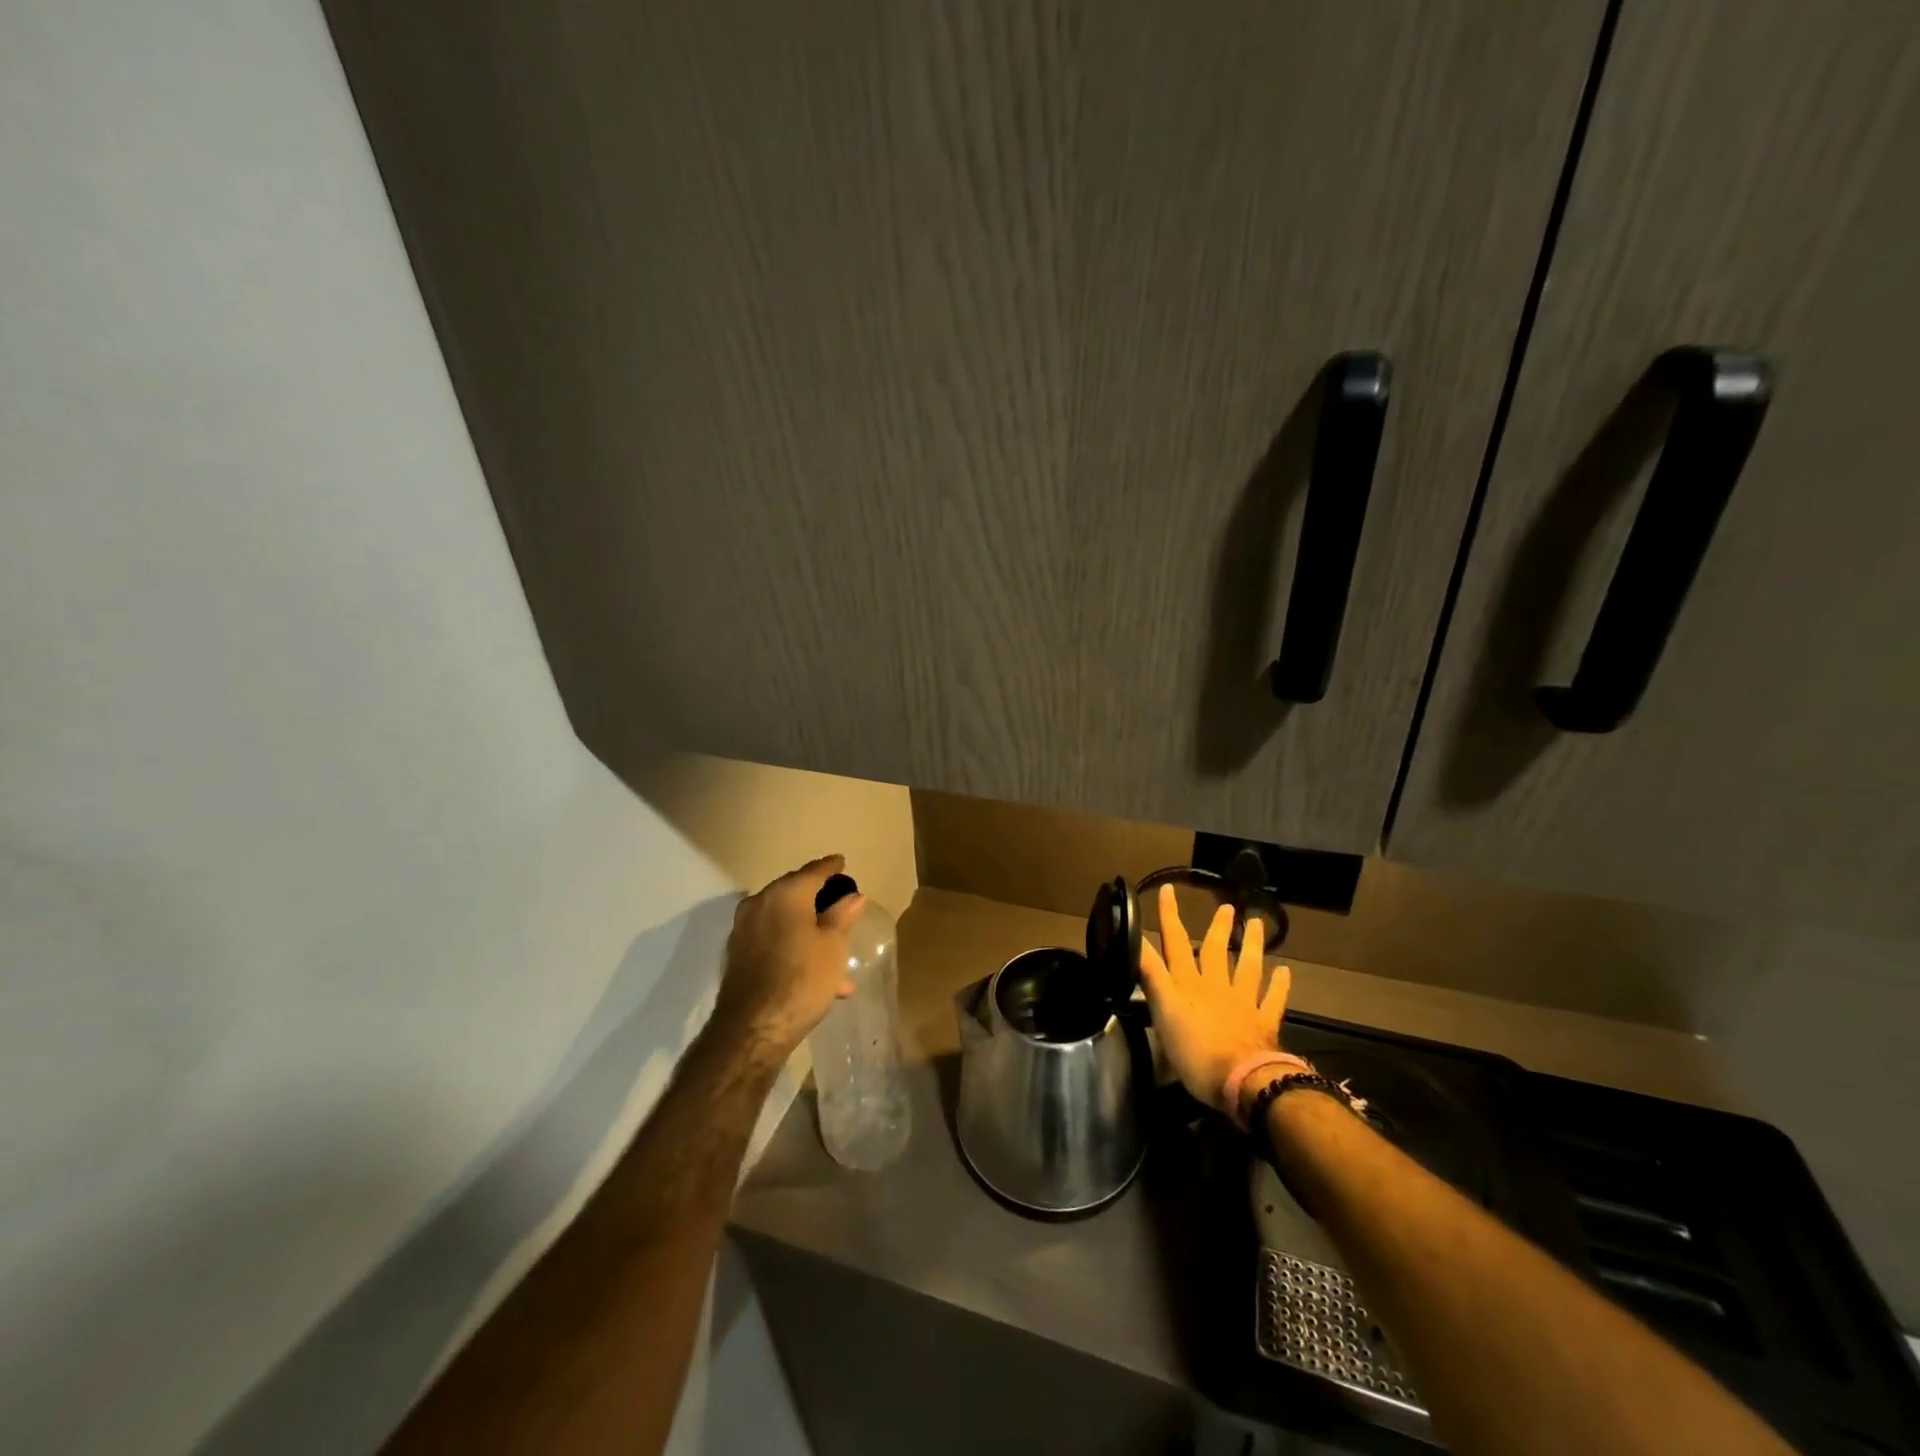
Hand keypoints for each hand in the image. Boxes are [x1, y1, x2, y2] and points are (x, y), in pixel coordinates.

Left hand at [709, 855, 865, 1063]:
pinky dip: (791, 943)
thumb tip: (853, 895)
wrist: (752, 1029)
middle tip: (837, 899)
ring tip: (833, 946)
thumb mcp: (833, 946)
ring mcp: (744, 929)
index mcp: (785, 894)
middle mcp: (759, 903)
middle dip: (816, 896)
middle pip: (793, 892)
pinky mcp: (737, 954)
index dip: (831, 867)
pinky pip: (772, 938)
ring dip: (806, 926)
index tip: (841, 862)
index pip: (813, 871)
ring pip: (783, 919)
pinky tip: (812, 969)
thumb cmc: (802, 980)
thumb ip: (843, 915)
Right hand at [1138, 883, 1291, 1111]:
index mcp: (1189, 984)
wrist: (1243, 1081)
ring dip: (1251, 945)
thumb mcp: (1163, 1012)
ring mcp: (1244, 1003)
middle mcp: (1216, 986)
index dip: (1170, 916)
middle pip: (1217, 951)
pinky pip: (1273, 1000)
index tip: (1169, 890)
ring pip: (1248, 967)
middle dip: (1218, 928)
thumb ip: (1151, 975)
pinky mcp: (1264, 1023)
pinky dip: (1279, 985)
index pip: (1176, 943)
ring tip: (1257, 924)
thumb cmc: (1195, 1050)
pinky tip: (1285, 972)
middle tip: (1227, 907)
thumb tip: (1134, 940)